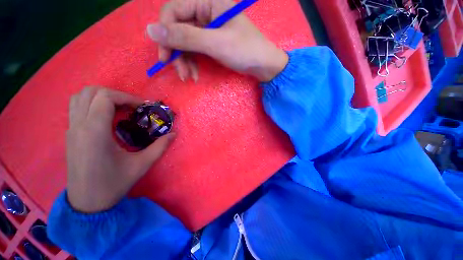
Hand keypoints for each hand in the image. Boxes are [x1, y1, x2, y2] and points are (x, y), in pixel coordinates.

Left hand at [66, 87, 175, 212]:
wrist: (87, 203)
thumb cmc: (113, 184)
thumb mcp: (142, 164)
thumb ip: (160, 146)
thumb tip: (174, 134)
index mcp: (95, 132)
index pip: (105, 98)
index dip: (126, 97)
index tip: (141, 107)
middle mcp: (79, 126)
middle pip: (91, 92)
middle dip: (115, 94)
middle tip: (131, 106)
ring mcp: (71, 129)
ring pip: (80, 97)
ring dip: (101, 96)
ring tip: (119, 107)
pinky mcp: (70, 134)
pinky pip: (77, 107)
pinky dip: (92, 104)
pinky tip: (107, 117)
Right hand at [146, 0, 287, 81]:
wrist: (262, 65)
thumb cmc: (244, 51)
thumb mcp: (215, 43)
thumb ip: (185, 36)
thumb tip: (151, 30)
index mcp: (207, 1)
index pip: (173, 11)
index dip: (165, 33)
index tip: (165, 57)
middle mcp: (205, 11)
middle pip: (178, 29)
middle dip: (176, 52)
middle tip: (180, 73)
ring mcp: (207, 28)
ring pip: (185, 42)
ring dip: (184, 61)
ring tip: (189, 77)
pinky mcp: (210, 41)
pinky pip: (194, 50)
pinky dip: (192, 63)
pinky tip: (195, 75)